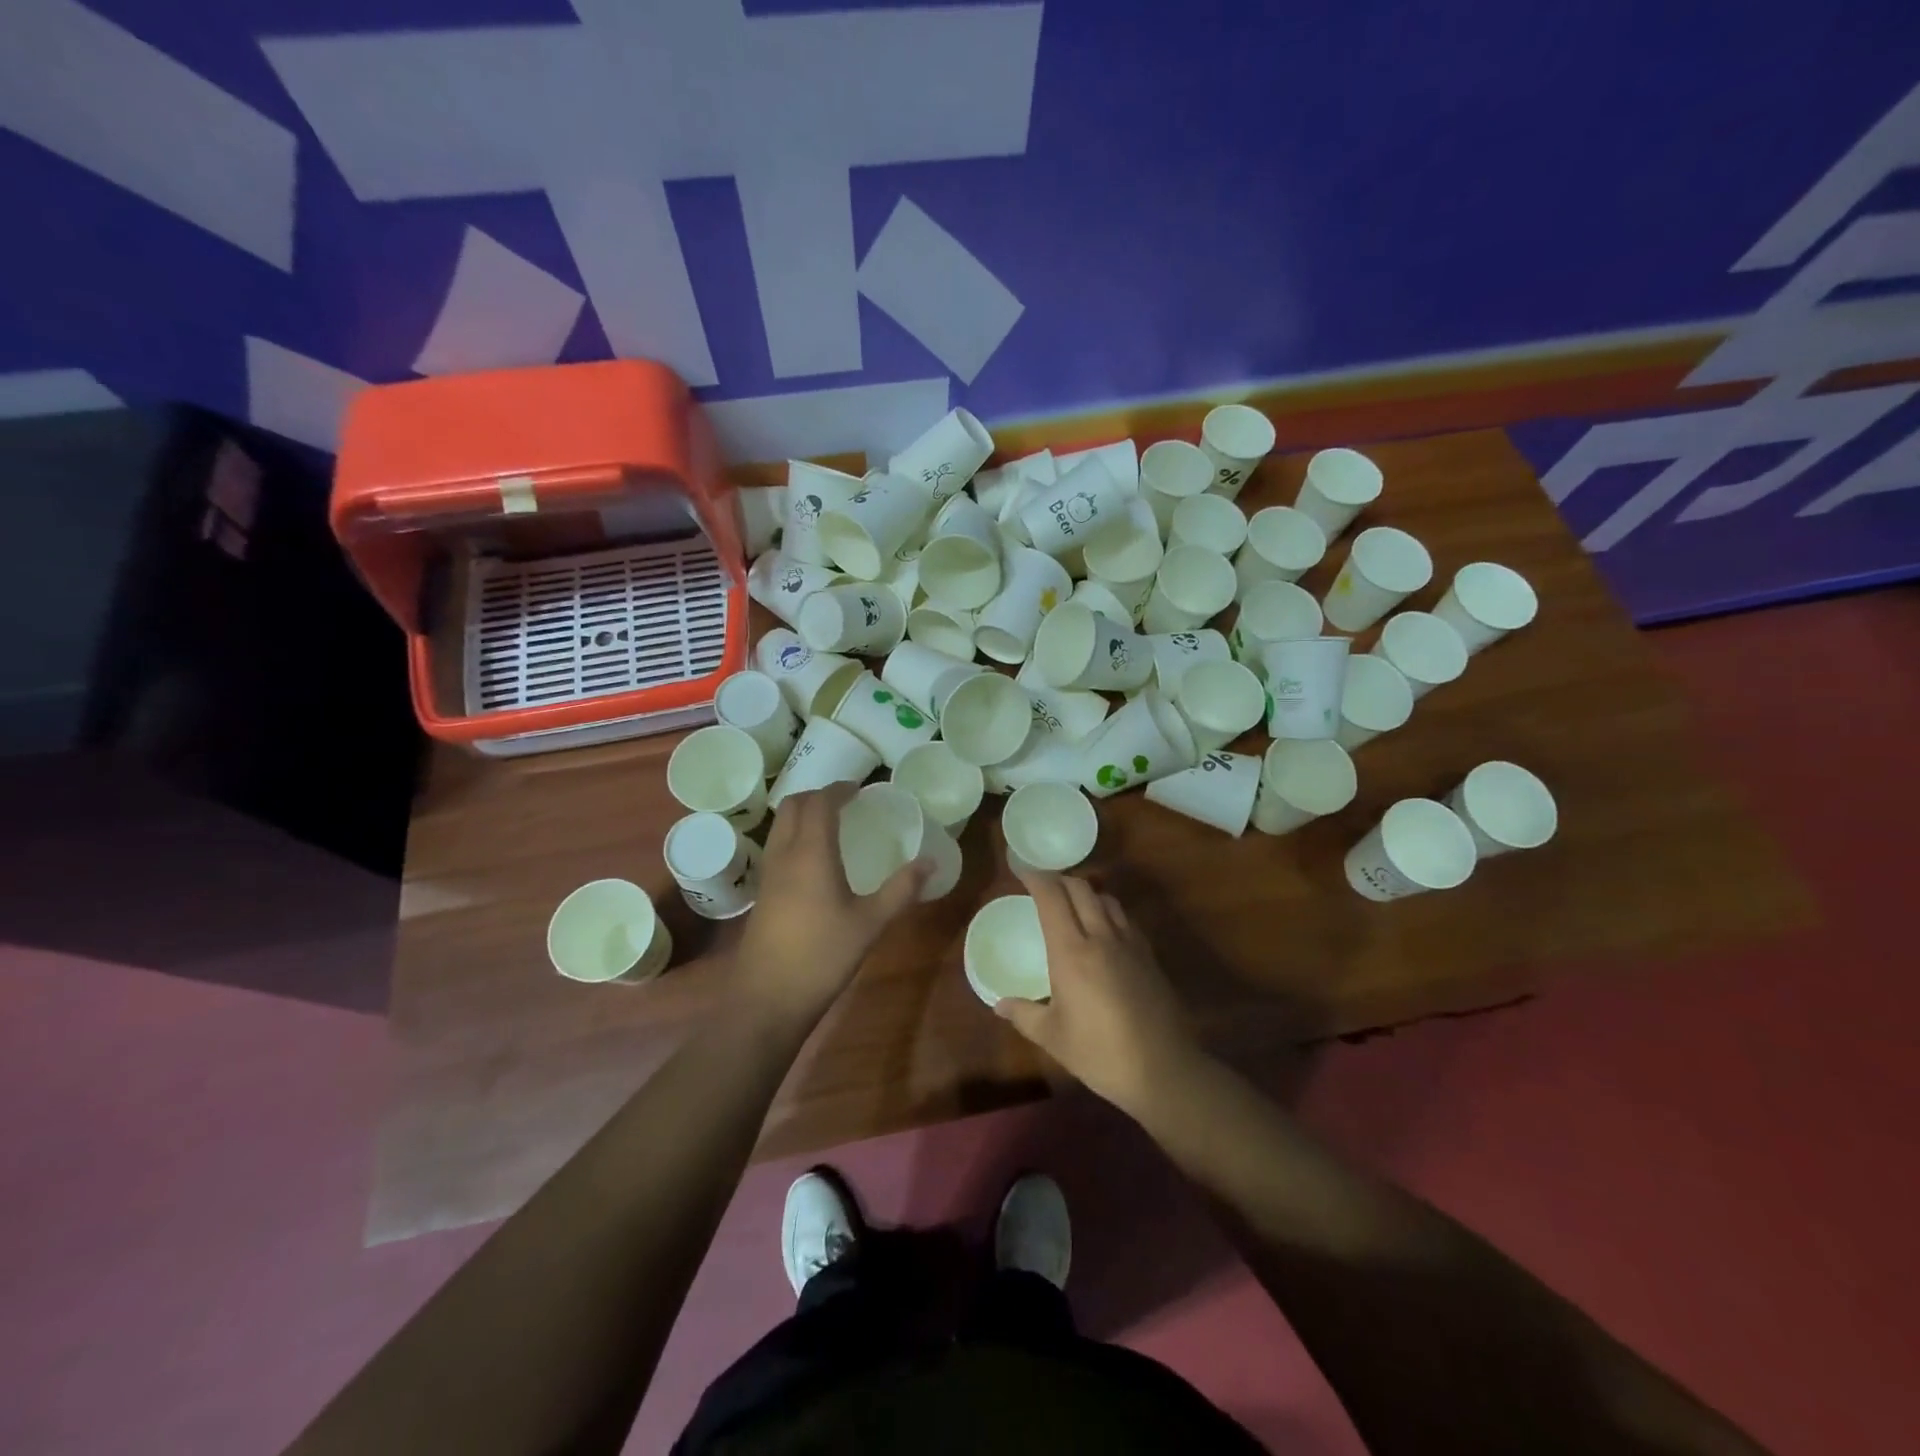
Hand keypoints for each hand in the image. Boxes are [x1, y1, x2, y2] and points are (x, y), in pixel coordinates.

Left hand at [734, 784, 925, 1023]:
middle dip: (818, 795)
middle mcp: (785, 854)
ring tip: (832, 823)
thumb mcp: (871, 922)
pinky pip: (777, 845)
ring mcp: (769, 873)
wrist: (768, 997)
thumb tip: (930, 862)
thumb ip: (901, 889)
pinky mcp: (763, 891)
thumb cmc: (823, 955)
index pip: (819, 802)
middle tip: (846, 802)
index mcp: (811, 852)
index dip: (839, 789)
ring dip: (803, 813)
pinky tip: (815, 858)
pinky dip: (795, 834)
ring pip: (781, 824)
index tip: (860, 789)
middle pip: (794, 805)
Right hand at [996, 871, 1206, 1113]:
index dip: (1036, 878)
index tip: (1022, 872)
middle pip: (1081, 889)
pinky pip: (1125, 919)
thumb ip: (1024, 1014)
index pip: (1052, 898)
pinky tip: (1105, 930)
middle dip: (1060, 879)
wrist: (1162, 1069)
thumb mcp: (1052, 1037)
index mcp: (1071, 952)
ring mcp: (1130, 944)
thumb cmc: (1099, 1052)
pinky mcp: (1149, 956)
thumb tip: (999, 1004)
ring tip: (1074, 903)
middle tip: (1044, 885)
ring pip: (1107, 900)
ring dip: (1087, 893)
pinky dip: (1109, 912)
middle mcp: (1101, 937)